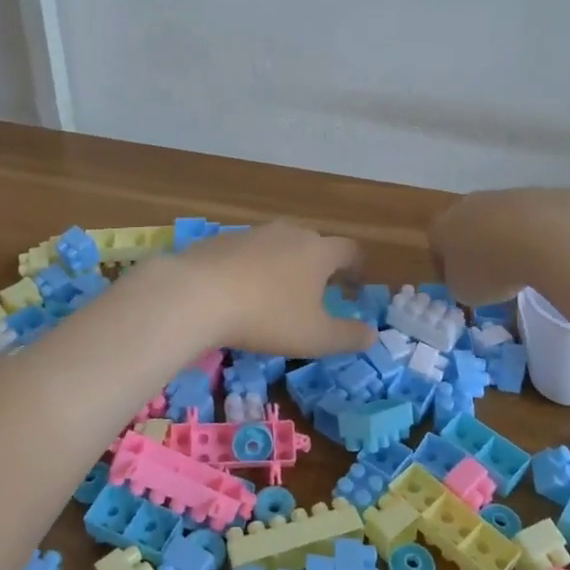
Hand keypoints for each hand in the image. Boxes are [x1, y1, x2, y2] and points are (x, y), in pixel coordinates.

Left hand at [168, 221, 377, 358]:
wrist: (197, 294)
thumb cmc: (267, 316)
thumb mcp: (315, 337)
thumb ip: (348, 336)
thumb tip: (372, 335)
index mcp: (318, 251)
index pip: (349, 250)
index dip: (357, 267)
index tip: (356, 285)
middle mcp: (289, 233)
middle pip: (313, 243)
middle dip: (320, 264)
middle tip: (319, 290)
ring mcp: (252, 233)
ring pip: (278, 245)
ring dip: (284, 264)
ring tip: (278, 291)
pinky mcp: (220, 240)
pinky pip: (246, 252)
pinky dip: (252, 267)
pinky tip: (240, 290)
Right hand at [429, 187, 569, 304]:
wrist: (544, 236)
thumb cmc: (492, 268)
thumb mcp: (465, 291)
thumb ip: (459, 283)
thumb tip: (466, 277)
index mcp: (442, 227)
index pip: (436, 245)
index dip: (446, 266)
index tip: (461, 282)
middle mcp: (467, 205)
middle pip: (467, 226)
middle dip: (476, 247)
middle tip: (491, 272)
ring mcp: (502, 195)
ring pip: (498, 219)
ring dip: (506, 238)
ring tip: (523, 264)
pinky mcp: (536, 194)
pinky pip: (529, 219)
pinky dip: (534, 234)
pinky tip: (546, 252)